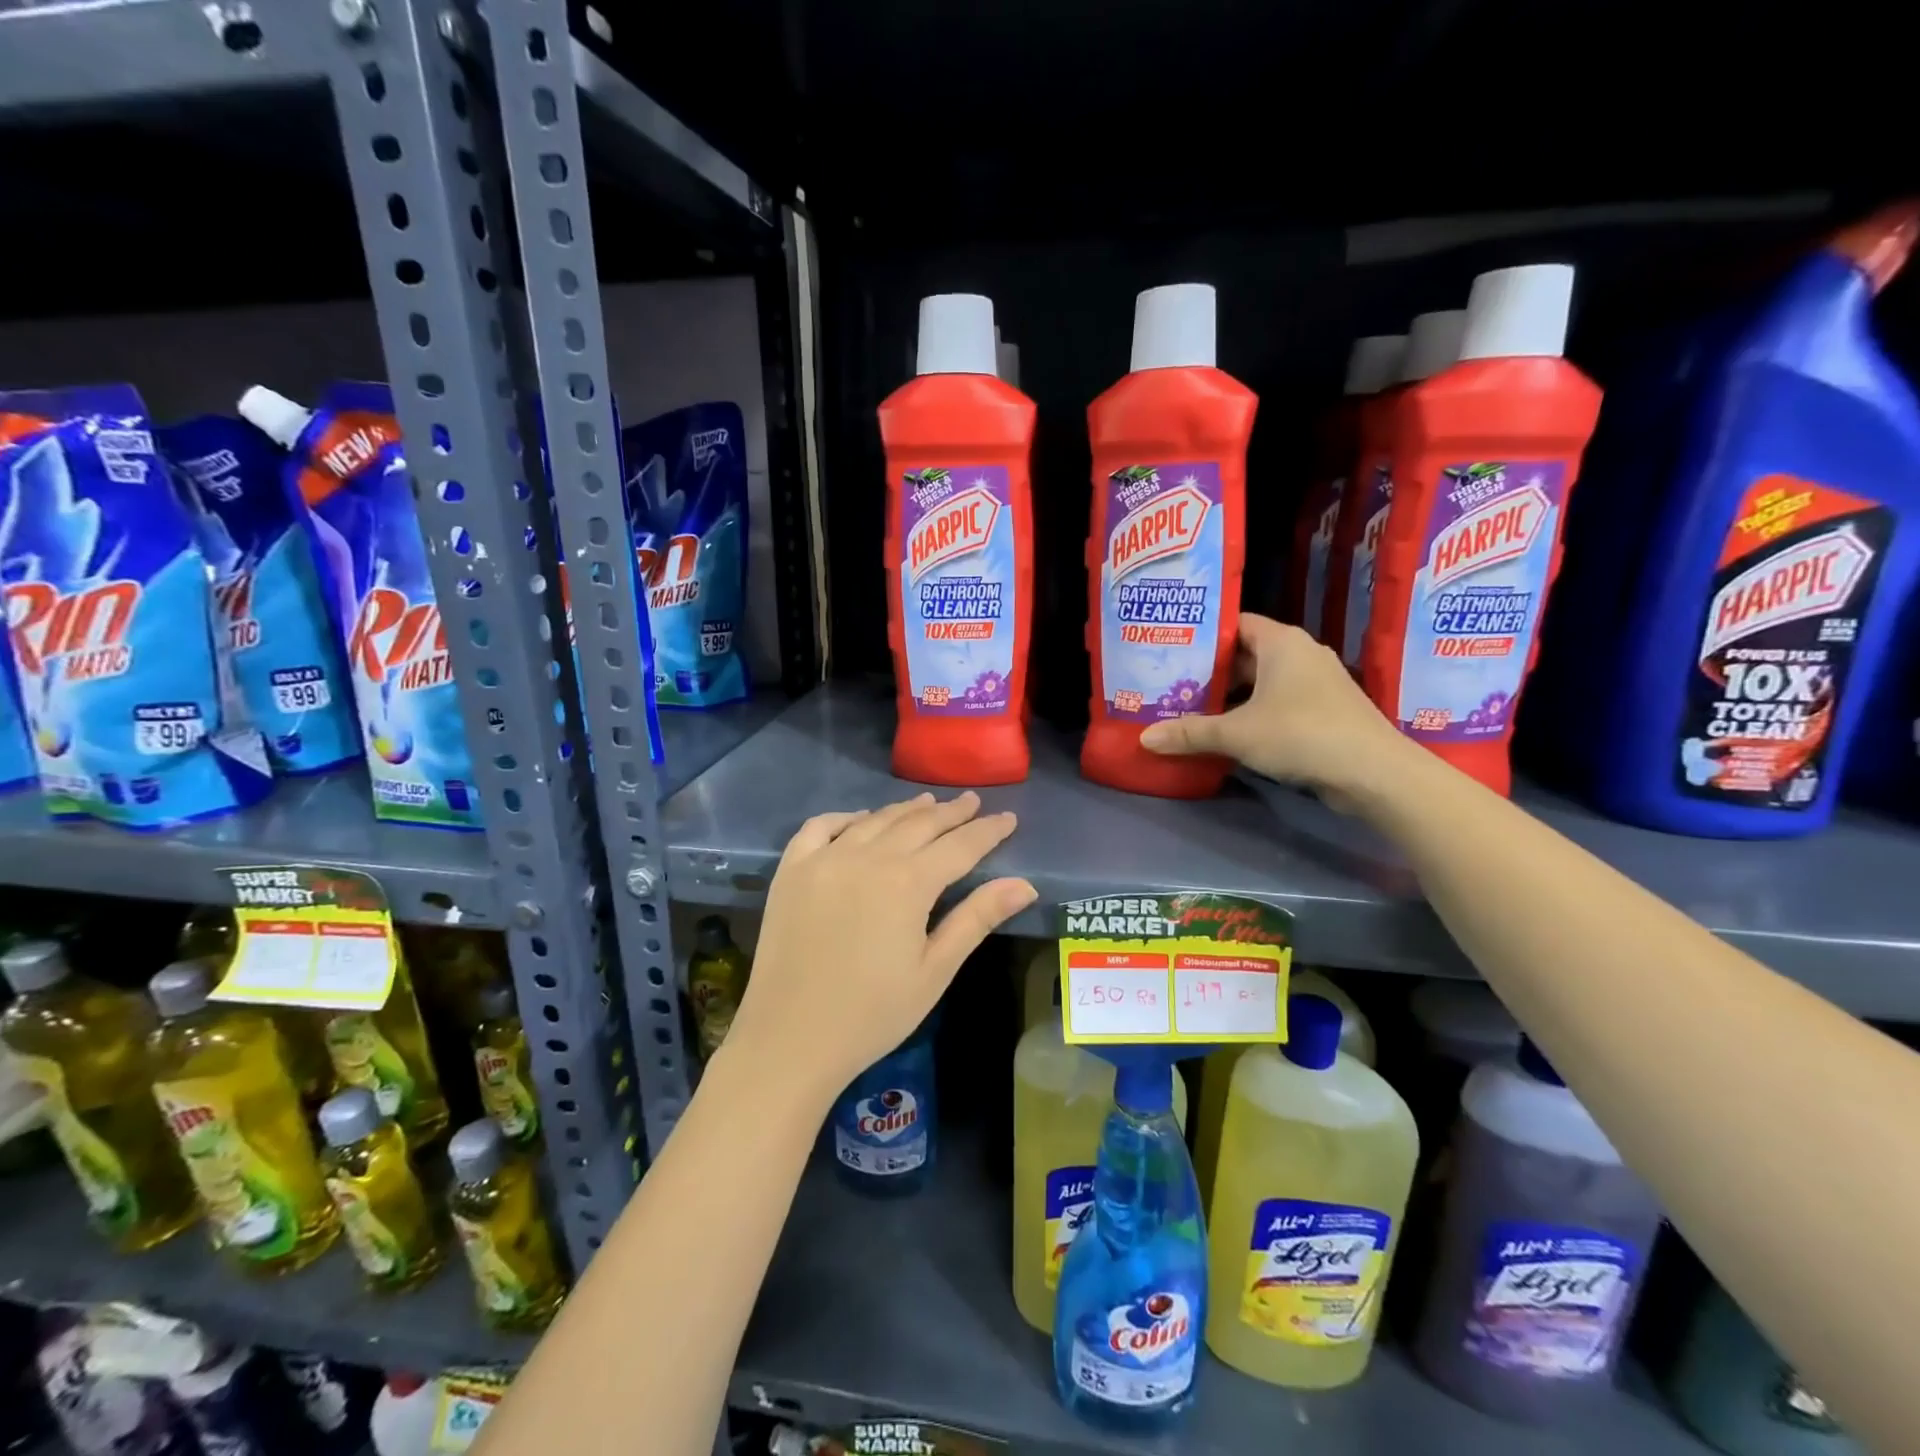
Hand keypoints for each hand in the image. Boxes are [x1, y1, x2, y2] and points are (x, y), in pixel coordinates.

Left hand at [725, 792, 1036, 1101]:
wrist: (790, 1039)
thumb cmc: (872, 1014)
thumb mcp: (935, 970)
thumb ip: (977, 919)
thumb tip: (1025, 884)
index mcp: (908, 882)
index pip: (960, 845)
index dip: (987, 831)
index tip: (1007, 817)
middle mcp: (868, 857)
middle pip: (919, 823)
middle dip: (951, 812)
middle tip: (973, 801)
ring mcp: (825, 859)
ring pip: (875, 820)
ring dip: (906, 810)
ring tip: (928, 803)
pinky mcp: (792, 870)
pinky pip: (821, 827)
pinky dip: (846, 818)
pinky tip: (860, 821)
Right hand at [1138, 613, 1415, 804]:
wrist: (1373, 773)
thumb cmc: (1301, 734)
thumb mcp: (1236, 734)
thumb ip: (1189, 733)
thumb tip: (1144, 738)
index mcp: (1281, 642)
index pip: (1236, 623)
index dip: (1204, 634)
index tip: (1172, 647)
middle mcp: (1300, 654)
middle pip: (1246, 655)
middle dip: (1211, 670)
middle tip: (1171, 681)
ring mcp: (1316, 683)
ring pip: (1262, 681)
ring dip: (1231, 696)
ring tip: (1190, 707)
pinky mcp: (1324, 710)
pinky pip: (1278, 702)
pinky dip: (1252, 712)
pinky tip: (1227, 731)